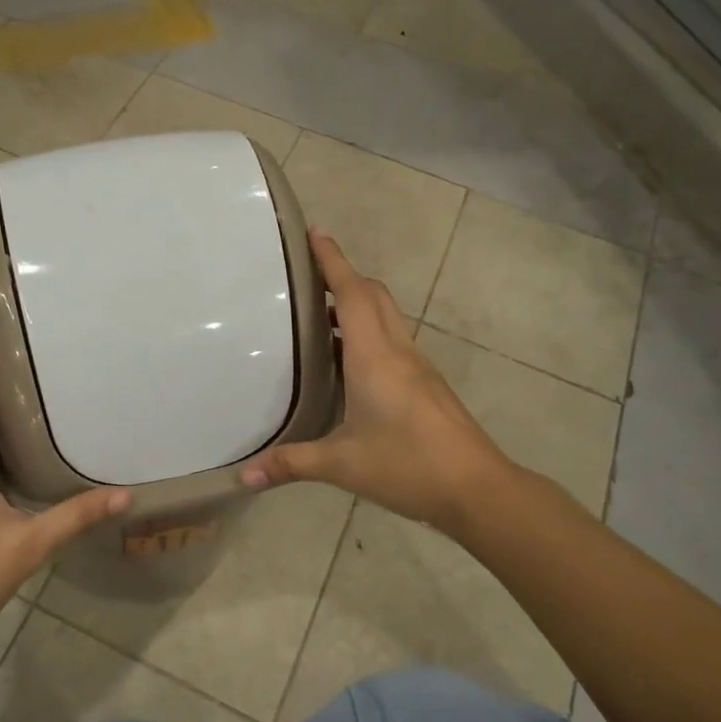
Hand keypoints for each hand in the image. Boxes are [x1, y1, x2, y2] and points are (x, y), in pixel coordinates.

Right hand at [241, 231, 511, 532]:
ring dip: (357, 303)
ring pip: (386, 316)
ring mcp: (416, 366)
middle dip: (344, 275)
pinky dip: (369, 331)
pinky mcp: (426, 384)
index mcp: (374, 356)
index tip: (315, 232)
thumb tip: (243, 478)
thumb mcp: (342, 465)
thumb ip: (290, 464)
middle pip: (373, 295)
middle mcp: (397, 351)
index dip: (333, 260)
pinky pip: (393, 339)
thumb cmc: (407, 465)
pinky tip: (349, 360)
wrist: (477, 489)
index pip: (352, 294)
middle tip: (308, 273)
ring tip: (321, 314)